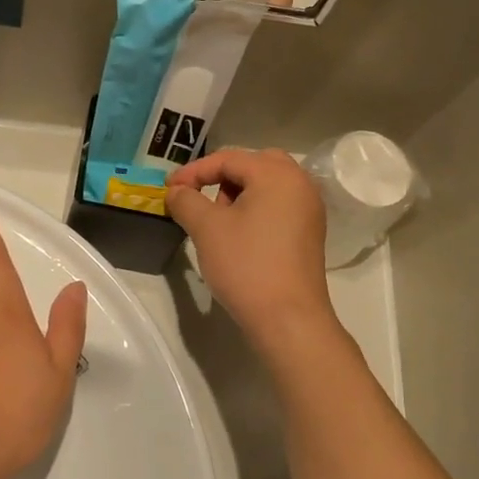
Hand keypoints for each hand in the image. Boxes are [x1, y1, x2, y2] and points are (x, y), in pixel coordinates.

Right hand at [166, 149, 334, 348]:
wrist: (288, 319)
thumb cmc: (246, 266)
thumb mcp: (207, 229)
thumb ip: (186, 200)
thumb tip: (177, 191)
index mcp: (277, 174)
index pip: (228, 159)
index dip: (194, 171)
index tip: (169, 190)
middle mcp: (300, 183)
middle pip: (254, 165)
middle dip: (221, 177)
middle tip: (199, 198)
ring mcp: (309, 209)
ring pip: (268, 185)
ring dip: (239, 193)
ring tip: (217, 221)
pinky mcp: (310, 233)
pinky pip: (279, 206)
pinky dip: (256, 209)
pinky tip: (239, 236)